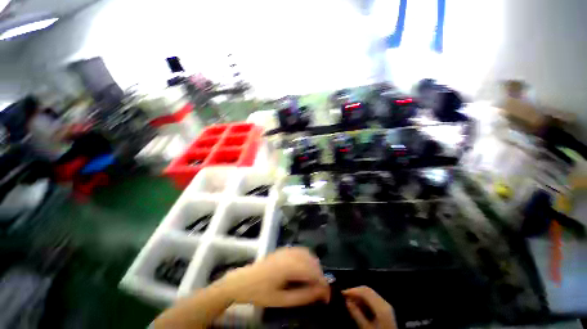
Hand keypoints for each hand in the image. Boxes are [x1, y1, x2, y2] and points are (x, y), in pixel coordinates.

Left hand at [216, 247, 329, 306]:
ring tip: (313, 282)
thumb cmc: (261, 293)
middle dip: (320, 276)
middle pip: (313, 261)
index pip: (313, 272)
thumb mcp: (282, 300)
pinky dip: (307, 259)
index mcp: (289, 266)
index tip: (327, 296)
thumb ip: (303, 296)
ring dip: (314, 267)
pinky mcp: (284, 249)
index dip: (323, 284)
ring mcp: (287, 249)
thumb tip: (321, 293)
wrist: (244, 280)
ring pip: (308, 254)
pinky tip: (305, 270)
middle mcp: (290, 254)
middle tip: (320, 292)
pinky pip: (301, 251)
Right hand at [343, 286, 396, 328]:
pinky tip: (359, 305)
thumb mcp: (366, 328)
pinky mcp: (386, 309)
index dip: (352, 290)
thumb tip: (347, 301)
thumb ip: (356, 314)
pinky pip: (373, 299)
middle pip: (367, 290)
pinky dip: (365, 299)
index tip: (342, 293)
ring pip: (370, 293)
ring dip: (359, 295)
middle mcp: (384, 302)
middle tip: (345, 296)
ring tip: (350, 300)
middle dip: (355, 291)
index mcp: (381, 306)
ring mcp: (386, 305)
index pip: (364, 291)